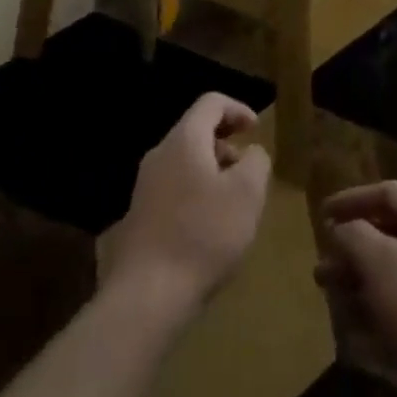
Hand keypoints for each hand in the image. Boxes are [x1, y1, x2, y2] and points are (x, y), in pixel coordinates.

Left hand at [99, 93, 270, 318]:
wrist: (147, 294)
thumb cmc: (203, 235)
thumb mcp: (247, 194)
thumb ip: (256, 162)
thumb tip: (252, 153)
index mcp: (184, 139)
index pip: (211, 102)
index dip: (237, 109)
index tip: (256, 129)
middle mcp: (160, 153)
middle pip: (196, 131)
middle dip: (226, 145)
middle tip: (248, 173)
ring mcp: (145, 184)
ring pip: (184, 162)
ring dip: (211, 172)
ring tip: (232, 205)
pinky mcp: (140, 215)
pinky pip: (174, 188)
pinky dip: (196, 194)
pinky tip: (208, 230)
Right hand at [317, 180, 396, 395]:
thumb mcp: (375, 259)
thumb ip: (352, 234)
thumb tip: (341, 228)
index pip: (386, 192)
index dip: (352, 198)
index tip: (323, 214)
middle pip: (386, 235)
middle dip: (350, 250)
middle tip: (323, 270)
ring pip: (391, 273)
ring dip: (359, 283)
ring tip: (333, 301)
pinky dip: (377, 312)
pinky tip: (357, 335)